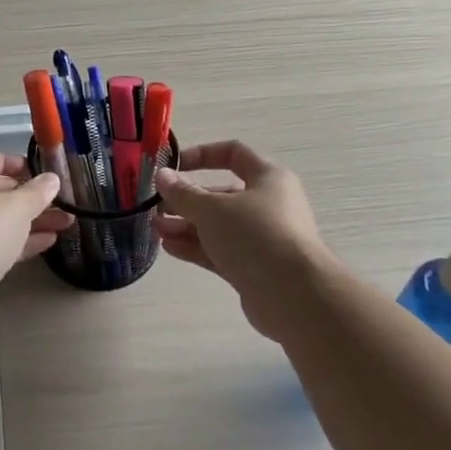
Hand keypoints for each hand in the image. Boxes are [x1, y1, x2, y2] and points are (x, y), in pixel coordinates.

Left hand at [0, 145, 70, 315]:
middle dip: (25, 195)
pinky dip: (14, 241)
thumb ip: (37, 191)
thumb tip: (52, 180)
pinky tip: (47, 242)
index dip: (8, 161)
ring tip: (64, 222)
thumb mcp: (16, 206)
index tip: (35, 172)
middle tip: (54, 200)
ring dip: (26, 220)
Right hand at [154, 140, 334, 338]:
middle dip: (187, 200)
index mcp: (267, 178)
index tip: (173, 166)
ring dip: (186, 225)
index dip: (202, 155)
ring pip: (218, 226)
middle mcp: (267, 204)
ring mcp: (261, 238)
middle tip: (157, 207)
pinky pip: (220, 250)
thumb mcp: (213, 209)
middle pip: (221, 195)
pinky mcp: (254, 267)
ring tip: (156, 230)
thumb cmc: (255, 236)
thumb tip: (162, 176)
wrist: (294, 295)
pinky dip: (196, 247)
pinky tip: (169, 248)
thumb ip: (183, 193)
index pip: (233, 153)